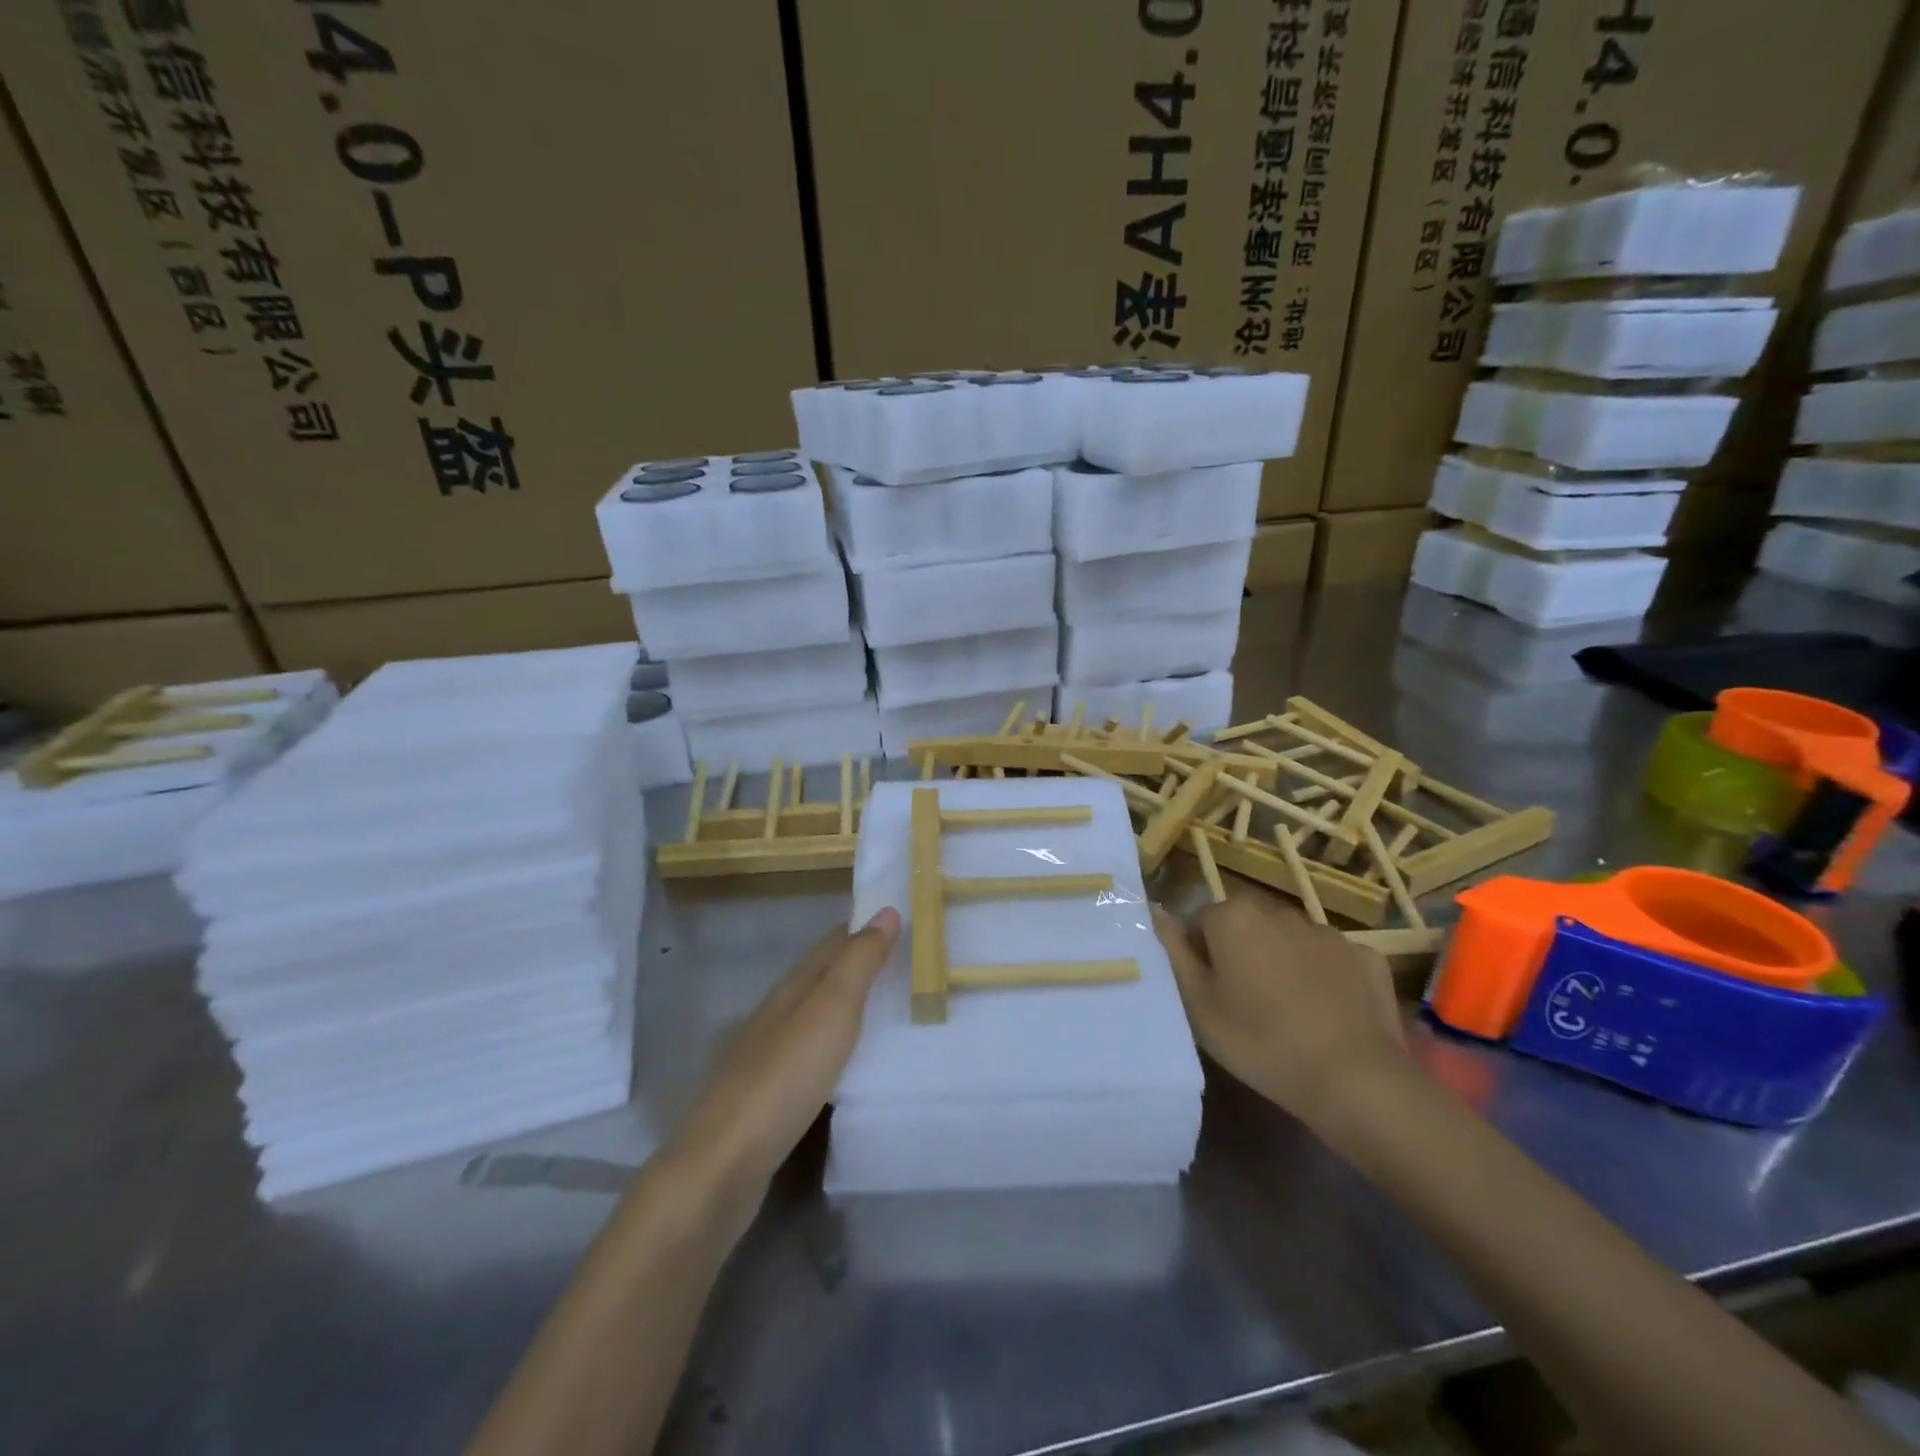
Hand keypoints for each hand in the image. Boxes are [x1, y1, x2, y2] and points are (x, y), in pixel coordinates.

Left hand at [671, 909, 899, 1209]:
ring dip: (850, 1004)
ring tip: (889, 1007)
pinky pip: (814, 1052)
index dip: (865, 928)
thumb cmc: (787, 1073)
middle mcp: (779, 1011)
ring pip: (817, 1014)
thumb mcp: (832, 1008)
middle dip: (860, 963)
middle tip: (908, 961)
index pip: (834, 942)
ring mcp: (770, 1053)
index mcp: (793, 986)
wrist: (727, 1160)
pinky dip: (838, 1043)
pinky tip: (851, 1060)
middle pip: (824, 975)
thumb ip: (859, 961)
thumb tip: (886, 912)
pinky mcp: (770, 1093)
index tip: (903, 921)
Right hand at [1154, 891, 1405, 1131]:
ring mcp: (1327, 932)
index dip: (1200, 957)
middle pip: (1246, 925)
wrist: (1354, 1080)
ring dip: (1281, 961)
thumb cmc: (1260, 1042)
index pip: (1201, 922)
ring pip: (1289, 940)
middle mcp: (1279, 911)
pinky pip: (1331, 959)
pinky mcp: (1366, 956)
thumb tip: (1155, 911)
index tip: (1210, 994)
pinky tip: (1327, 1013)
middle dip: (1241, 952)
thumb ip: (1172, 951)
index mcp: (1234, 917)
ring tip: (1287, 1012)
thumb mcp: (1198, 1004)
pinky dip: (1324, 976)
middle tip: (1243, 1002)